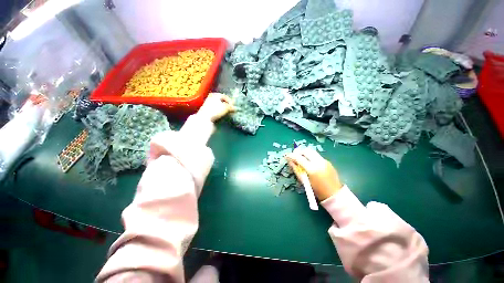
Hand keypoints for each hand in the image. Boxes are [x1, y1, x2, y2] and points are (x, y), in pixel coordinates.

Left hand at [197, 93, 234, 121]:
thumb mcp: (226, 107)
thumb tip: (236, 109)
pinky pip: (214, 108)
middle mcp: (211, 97)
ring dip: (222, 108)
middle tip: (230, 109)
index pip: (225, 96)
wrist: (204, 118)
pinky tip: (220, 115)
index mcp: (215, 94)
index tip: (233, 107)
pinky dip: (218, 111)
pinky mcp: (205, 109)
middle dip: (226, 105)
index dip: (230, 101)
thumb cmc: (215, 110)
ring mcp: (207, 103)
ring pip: (217, 105)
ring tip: (226, 113)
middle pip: (221, 100)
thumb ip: (231, 107)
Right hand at [286, 148, 342, 200]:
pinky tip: (310, 164)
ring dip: (305, 153)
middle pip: (306, 150)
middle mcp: (318, 162)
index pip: (299, 158)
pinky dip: (312, 157)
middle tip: (294, 156)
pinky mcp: (328, 162)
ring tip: (301, 159)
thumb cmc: (317, 191)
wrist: (333, 193)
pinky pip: (317, 156)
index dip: (291, 155)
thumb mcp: (305, 182)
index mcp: (312, 169)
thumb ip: (297, 171)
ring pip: (313, 152)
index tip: (287, 156)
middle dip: (299, 151)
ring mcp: (324, 161)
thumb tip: (291, 162)